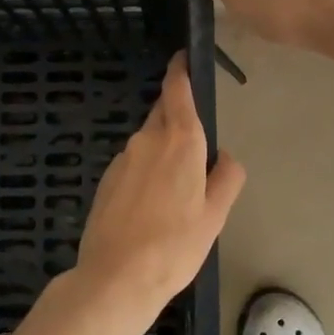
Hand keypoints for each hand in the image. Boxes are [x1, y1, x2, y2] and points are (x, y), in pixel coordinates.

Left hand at [68, 53, 245, 325]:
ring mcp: (122, 159)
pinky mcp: (106, 180)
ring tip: (175, 193)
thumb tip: (224, 157)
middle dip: (178, 118)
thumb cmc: (175, 245)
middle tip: (196, 147)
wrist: (116, 277)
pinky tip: (151, 207)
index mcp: (180, 141)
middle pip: (163, 115)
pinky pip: (133, 164)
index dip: (180, 70)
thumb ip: (227, 177)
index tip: (183, 58)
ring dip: (163, 153)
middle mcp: (147, 140)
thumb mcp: (215, 215)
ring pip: (148, 143)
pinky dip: (145, 173)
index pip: (177, 91)